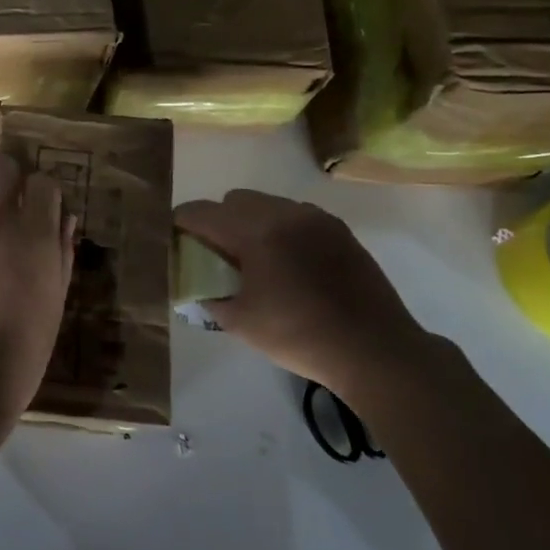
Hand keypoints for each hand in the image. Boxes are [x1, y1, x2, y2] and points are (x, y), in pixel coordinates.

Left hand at [0, 156, 74, 431]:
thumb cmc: (25, 346)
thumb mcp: (56, 300)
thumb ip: (61, 253)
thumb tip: (64, 219)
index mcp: (37, 234)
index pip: (44, 182)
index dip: (41, 194)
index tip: (38, 210)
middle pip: (2, 166)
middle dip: (6, 179)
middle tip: (2, 203)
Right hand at [174, 189, 432, 396]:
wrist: (374, 350)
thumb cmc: (300, 337)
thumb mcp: (240, 323)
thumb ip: (208, 297)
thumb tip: (195, 285)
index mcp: (254, 233)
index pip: (201, 212)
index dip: (181, 222)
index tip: (175, 238)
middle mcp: (283, 213)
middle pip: (234, 199)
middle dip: (218, 219)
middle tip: (219, 254)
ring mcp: (315, 217)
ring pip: (267, 203)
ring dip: (251, 221)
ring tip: (257, 258)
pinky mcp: (338, 228)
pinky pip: (295, 215)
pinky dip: (281, 228)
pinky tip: (289, 262)